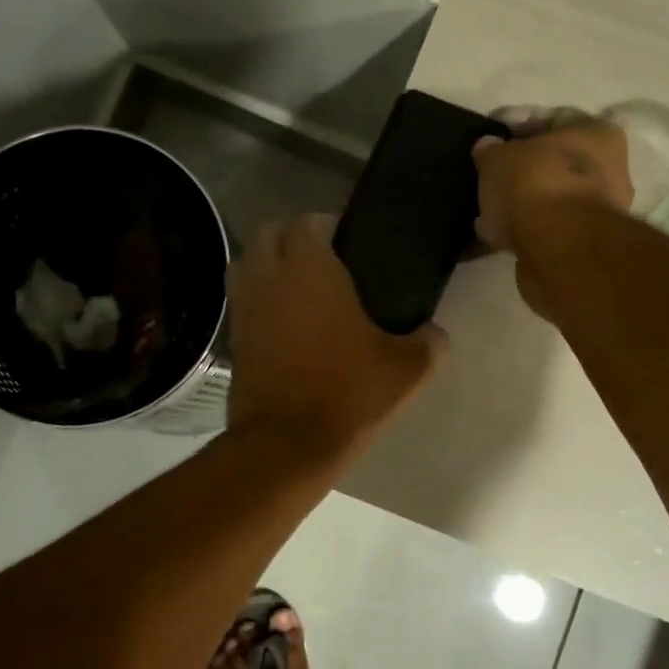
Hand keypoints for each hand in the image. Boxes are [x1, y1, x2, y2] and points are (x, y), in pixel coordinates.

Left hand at [226, 215, 447, 462]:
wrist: (286, 446)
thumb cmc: (348, 395)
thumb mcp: (406, 370)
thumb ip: (428, 343)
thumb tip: (434, 333)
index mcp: (310, 270)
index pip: (308, 222)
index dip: (327, 226)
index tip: (350, 244)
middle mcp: (269, 278)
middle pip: (269, 233)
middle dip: (293, 238)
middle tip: (325, 263)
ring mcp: (244, 308)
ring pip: (246, 263)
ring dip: (268, 264)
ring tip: (299, 288)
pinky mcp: (233, 339)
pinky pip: (241, 301)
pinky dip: (258, 299)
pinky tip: (285, 324)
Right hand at [472, 107, 632, 254]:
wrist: (558, 247)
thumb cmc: (535, 183)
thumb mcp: (498, 157)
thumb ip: (490, 150)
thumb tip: (488, 148)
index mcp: (597, 133)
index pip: (553, 119)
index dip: (517, 124)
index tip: (491, 135)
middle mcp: (608, 169)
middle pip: (555, 163)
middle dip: (521, 169)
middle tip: (488, 175)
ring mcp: (598, 211)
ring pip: (550, 199)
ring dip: (521, 203)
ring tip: (486, 210)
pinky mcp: (582, 245)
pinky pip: (545, 229)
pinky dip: (523, 230)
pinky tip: (495, 235)